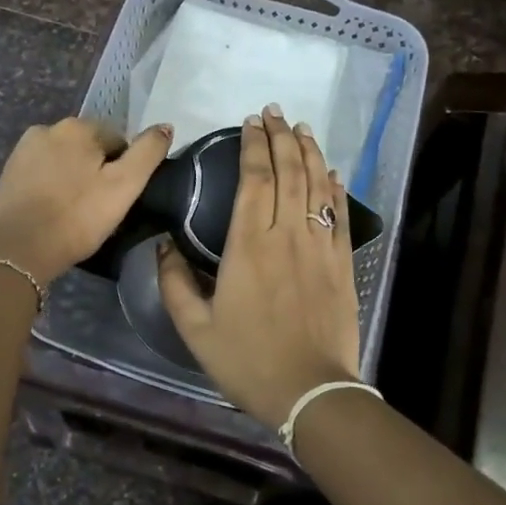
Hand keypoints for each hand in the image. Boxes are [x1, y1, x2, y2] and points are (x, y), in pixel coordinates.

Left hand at [0, 118, 173, 285]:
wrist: (18, 250)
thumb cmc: (77, 217)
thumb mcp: (124, 186)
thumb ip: (148, 153)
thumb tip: (165, 127)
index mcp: (78, 126)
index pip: (118, 140)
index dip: (124, 169)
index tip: (119, 198)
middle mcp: (48, 128)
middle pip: (90, 148)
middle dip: (98, 171)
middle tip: (100, 207)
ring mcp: (24, 150)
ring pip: (65, 161)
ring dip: (75, 178)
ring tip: (77, 212)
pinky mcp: (9, 173)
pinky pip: (44, 174)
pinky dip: (53, 187)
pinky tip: (55, 211)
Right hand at [156, 106, 360, 426]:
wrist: (311, 392)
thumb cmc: (248, 360)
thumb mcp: (195, 329)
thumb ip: (175, 284)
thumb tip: (163, 246)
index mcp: (248, 245)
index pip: (254, 179)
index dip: (253, 146)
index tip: (250, 123)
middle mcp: (286, 235)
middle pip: (287, 171)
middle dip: (281, 136)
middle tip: (274, 112)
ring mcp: (319, 246)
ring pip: (315, 186)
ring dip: (309, 152)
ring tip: (302, 128)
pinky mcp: (342, 263)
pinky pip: (339, 214)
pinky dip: (334, 188)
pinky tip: (330, 171)